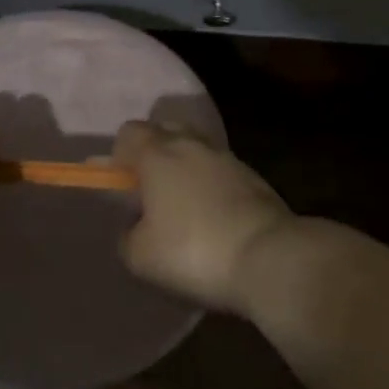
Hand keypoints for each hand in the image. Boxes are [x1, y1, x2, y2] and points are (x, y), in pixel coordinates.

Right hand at [113, 120, 294, 313]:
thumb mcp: (140, 256)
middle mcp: (191, 144)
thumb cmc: (194, 251)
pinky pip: (220, 170)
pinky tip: (213, 216)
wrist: (270, 258)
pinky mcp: (254, 177)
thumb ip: (127, 235)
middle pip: (164, 130)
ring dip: (185, 167)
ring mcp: (227, 157)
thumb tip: (134, 227)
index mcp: (157, 153)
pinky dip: (211, 184)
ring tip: (184, 206)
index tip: (120, 185)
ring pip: (195, 148)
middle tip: (150, 190)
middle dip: (153, 153)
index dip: (119, 155)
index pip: (128, 132)